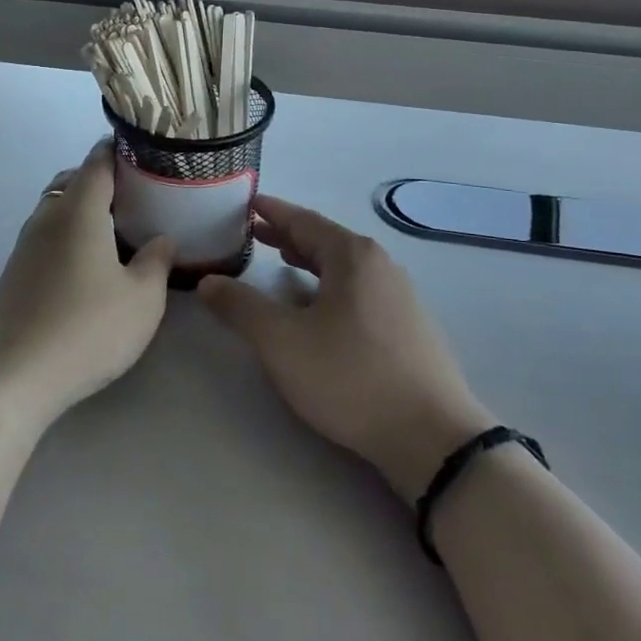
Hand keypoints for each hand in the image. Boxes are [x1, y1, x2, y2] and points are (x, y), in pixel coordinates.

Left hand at [0, 141, 175, 426]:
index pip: (98, 160)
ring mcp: (26, 243)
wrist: (15, 376)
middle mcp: (47, 216)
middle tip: (139, 198)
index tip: (148, 154)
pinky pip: (48, 233)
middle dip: (105, 180)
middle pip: (75, 180)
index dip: (122, 150)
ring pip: (58, 207)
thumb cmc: (86, 329)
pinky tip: (89, 264)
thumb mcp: (142, 299)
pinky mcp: (16, 270)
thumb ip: (157, 261)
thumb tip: (161, 239)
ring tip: (118, 231)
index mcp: (78, 210)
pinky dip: (70, 232)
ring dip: (85, 208)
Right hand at [198, 197, 494, 500]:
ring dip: (311, 261)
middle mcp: (381, 266)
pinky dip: (332, 285)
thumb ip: (240, 306)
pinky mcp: (410, 329)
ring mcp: (401, 297)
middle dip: (289, 236)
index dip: (272, 212)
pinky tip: (322, 308)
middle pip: (326, 240)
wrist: (432, 437)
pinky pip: (360, 291)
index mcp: (352, 256)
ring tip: (284, 262)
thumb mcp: (281, 341)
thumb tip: (208, 281)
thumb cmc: (350, 376)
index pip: (304, 220)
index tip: (248, 203)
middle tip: (255, 233)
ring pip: (345, 267)